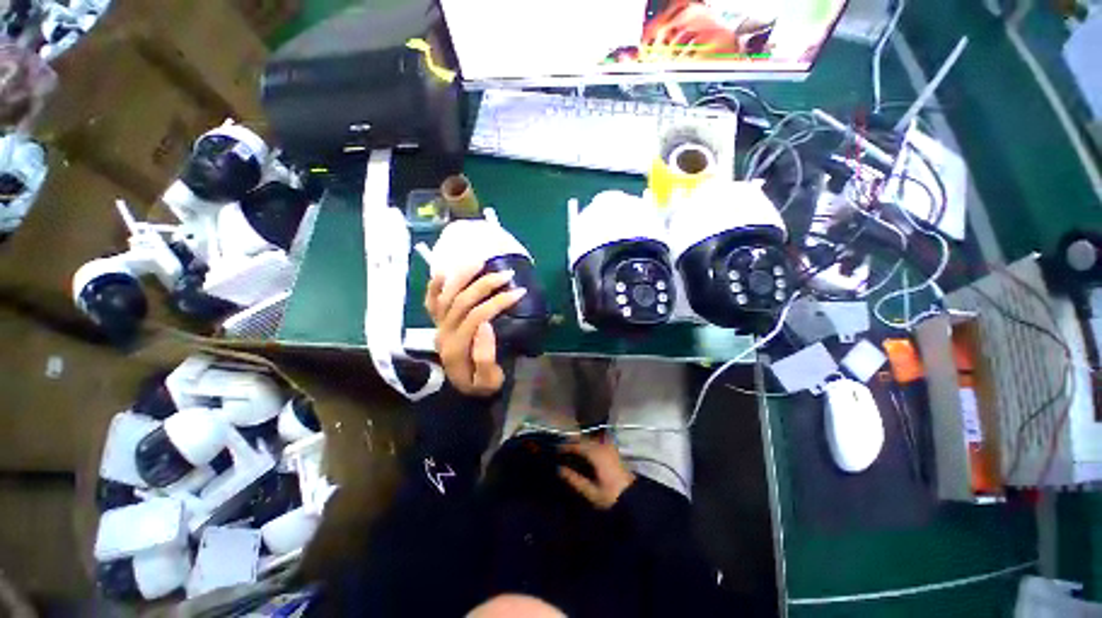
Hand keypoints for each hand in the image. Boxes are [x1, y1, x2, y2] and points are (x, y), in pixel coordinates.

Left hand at [425, 264, 526, 396]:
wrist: (463, 391)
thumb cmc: (481, 386)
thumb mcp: (490, 381)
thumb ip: (486, 358)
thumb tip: (486, 326)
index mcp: (457, 348)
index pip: (478, 317)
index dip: (498, 302)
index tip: (519, 292)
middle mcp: (443, 333)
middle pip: (462, 301)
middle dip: (486, 285)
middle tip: (507, 275)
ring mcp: (437, 326)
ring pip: (446, 295)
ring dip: (463, 276)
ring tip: (481, 261)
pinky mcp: (436, 323)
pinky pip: (430, 301)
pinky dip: (435, 285)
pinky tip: (445, 270)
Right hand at [558, 438, 636, 509]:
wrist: (635, 498)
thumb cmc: (612, 496)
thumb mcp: (591, 492)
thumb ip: (574, 479)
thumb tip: (559, 469)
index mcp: (596, 453)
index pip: (577, 445)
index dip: (565, 446)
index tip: (555, 450)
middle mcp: (602, 445)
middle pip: (584, 439)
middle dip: (572, 443)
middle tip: (561, 450)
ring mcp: (609, 446)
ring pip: (590, 439)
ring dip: (581, 443)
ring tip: (571, 451)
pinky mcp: (613, 449)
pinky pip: (597, 441)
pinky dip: (588, 444)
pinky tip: (584, 452)